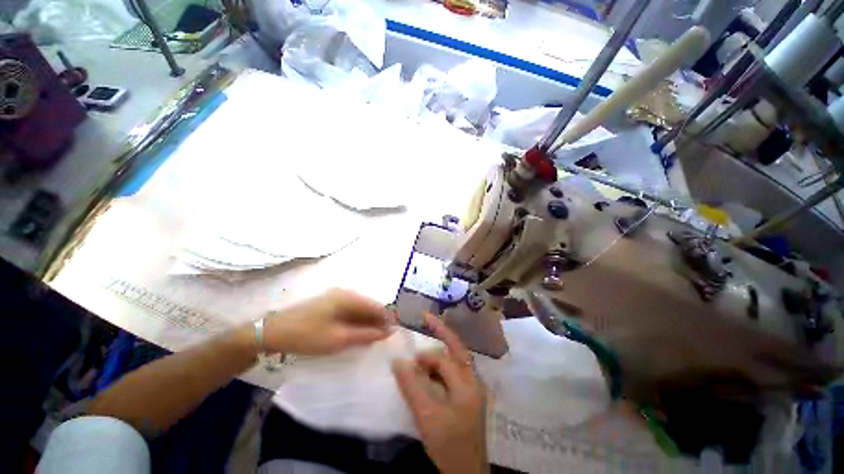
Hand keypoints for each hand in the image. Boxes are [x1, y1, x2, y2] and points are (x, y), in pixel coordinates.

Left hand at [263, 289, 393, 355]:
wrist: (272, 333)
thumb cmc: (307, 335)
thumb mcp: (339, 338)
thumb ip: (366, 334)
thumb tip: (388, 331)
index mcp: (348, 296)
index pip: (376, 306)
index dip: (387, 319)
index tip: (394, 333)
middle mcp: (345, 293)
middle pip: (368, 307)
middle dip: (377, 323)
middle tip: (383, 340)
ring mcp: (336, 298)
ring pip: (359, 311)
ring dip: (366, 324)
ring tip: (372, 340)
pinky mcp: (329, 305)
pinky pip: (349, 313)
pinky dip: (355, 324)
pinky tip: (357, 335)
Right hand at [392, 313, 487, 473]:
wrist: (466, 473)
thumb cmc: (448, 445)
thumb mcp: (426, 415)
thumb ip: (412, 386)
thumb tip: (397, 360)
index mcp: (467, 384)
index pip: (443, 359)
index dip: (423, 356)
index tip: (407, 354)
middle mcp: (473, 381)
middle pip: (456, 350)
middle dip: (441, 332)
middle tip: (426, 318)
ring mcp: (471, 388)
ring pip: (454, 361)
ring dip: (438, 354)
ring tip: (421, 356)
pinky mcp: (467, 396)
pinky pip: (452, 373)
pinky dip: (440, 368)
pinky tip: (429, 372)